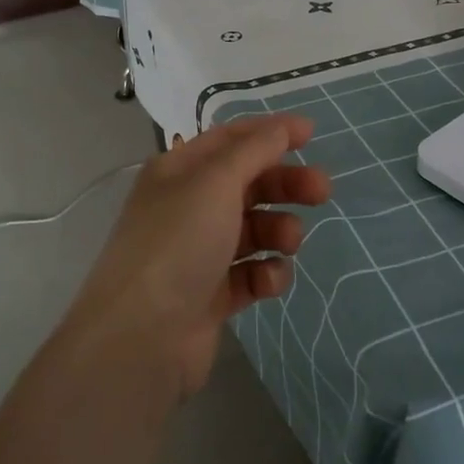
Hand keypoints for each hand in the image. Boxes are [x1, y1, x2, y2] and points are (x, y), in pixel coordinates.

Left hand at [64, 115, 330, 394]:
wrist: (141, 337)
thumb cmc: (177, 244)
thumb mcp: (215, 183)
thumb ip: (254, 150)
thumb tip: (281, 126)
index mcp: (179, 172)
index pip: (231, 139)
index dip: (271, 133)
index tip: (312, 135)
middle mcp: (188, 207)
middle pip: (249, 184)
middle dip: (286, 184)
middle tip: (322, 191)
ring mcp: (199, 253)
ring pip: (255, 229)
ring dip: (279, 230)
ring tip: (287, 242)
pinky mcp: (212, 295)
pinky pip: (251, 273)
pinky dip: (266, 273)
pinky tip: (267, 281)